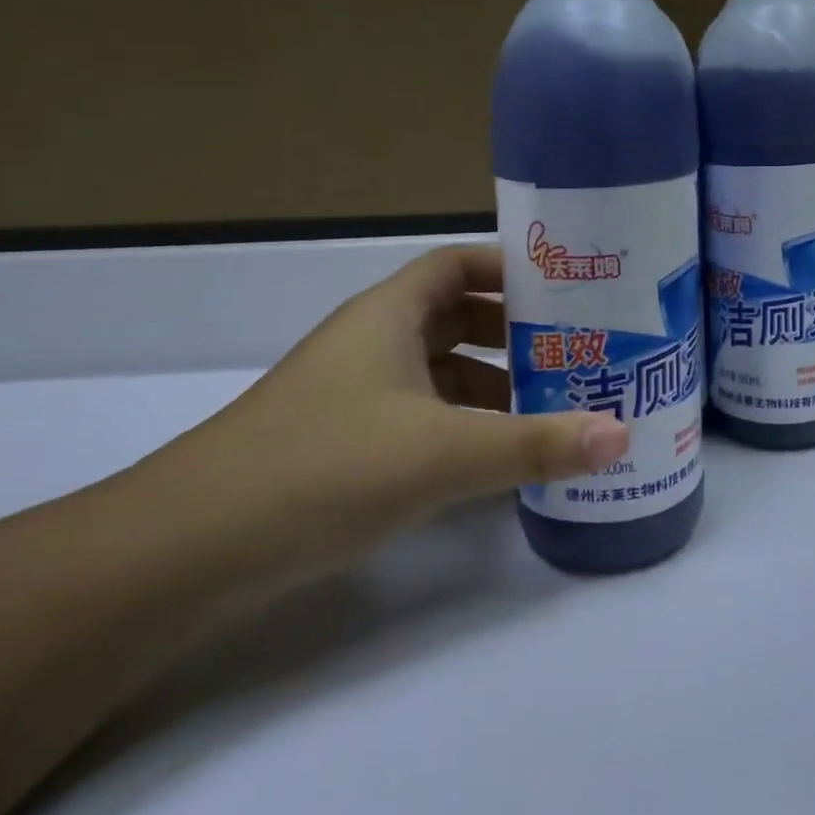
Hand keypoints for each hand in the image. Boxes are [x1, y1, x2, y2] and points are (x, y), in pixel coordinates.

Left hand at [148, 245, 628, 571]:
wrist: (191, 550)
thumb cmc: (325, 466)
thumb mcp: (443, 451)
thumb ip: (536, 444)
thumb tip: (623, 434)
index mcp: (390, 316)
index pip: (458, 265)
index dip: (510, 269)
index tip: (568, 292)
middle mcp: (374, 344)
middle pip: (458, 319)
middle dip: (516, 336)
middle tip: (577, 356)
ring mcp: (357, 397)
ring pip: (442, 374)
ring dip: (494, 388)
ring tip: (555, 412)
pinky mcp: (348, 446)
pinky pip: (424, 419)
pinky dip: (464, 430)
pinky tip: (500, 463)